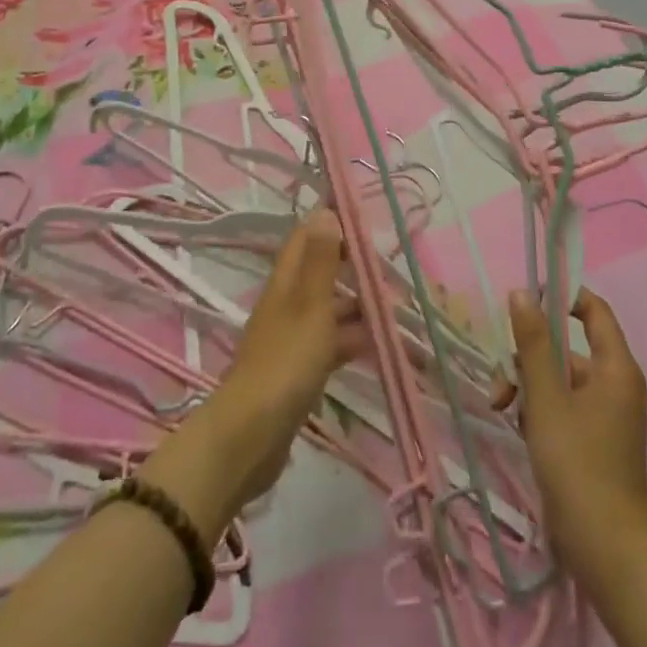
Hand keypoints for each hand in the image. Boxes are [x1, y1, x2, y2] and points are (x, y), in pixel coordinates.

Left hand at [141, 212, 367, 533]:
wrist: (252, 436)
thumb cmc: (286, 362)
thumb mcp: (310, 306)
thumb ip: (320, 261)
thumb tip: (325, 210)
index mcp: (286, 282)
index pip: (306, 238)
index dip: (332, 225)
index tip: (366, 224)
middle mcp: (286, 303)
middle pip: (320, 272)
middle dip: (352, 267)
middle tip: (389, 269)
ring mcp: (291, 338)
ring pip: (328, 309)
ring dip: (357, 305)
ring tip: (394, 309)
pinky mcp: (298, 370)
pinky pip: (329, 344)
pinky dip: (351, 339)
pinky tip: (377, 345)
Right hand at [494, 287, 646, 586]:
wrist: (606, 550)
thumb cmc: (577, 464)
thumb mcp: (546, 398)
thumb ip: (532, 343)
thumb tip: (521, 293)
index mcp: (615, 367)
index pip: (594, 310)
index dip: (562, 296)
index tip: (526, 300)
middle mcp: (614, 384)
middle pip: (566, 348)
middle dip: (528, 358)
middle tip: (503, 382)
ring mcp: (605, 414)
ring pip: (557, 379)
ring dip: (527, 388)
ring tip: (503, 410)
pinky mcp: (593, 440)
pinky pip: (561, 406)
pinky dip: (538, 410)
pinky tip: (518, 429)